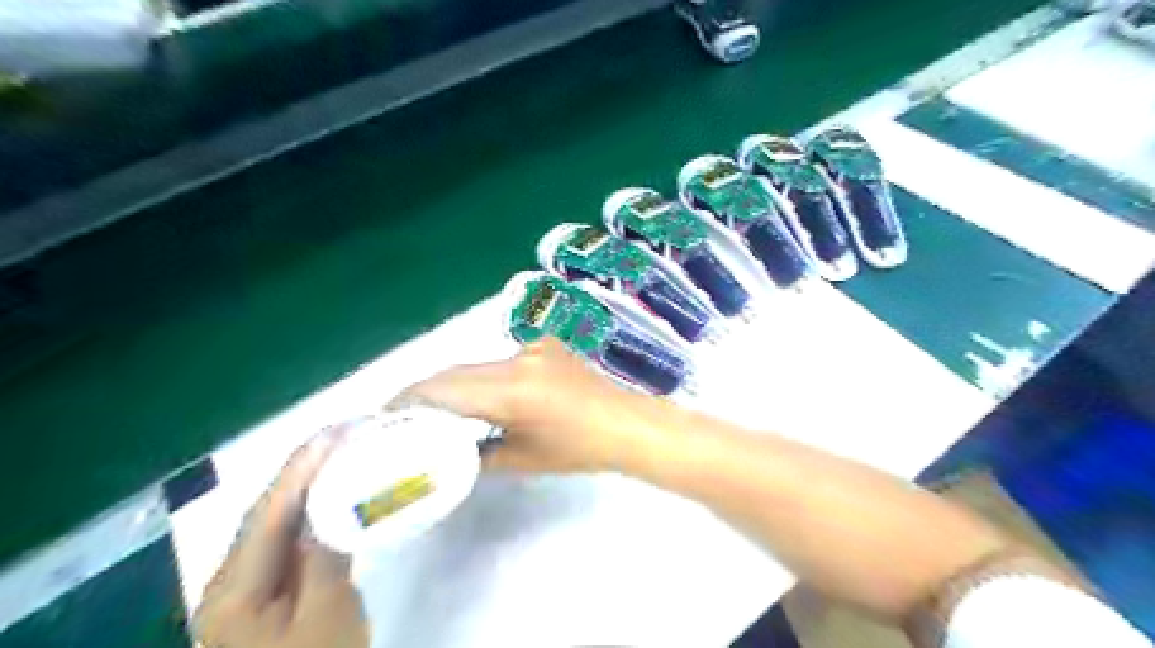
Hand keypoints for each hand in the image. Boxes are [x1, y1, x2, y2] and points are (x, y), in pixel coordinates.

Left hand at [190, 431, 366, 647]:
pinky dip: (313, 514)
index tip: (335, 431)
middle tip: (344, 434)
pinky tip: (335, 496)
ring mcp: (246, 587)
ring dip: (310, 487)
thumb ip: (326, 554)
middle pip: (267, 512)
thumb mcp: (328, 614)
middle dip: (304, 469)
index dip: (300, 468)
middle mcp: (228, 581)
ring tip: (343, 452)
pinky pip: (289, 541)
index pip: (268, 512)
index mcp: (232, 590)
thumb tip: (335, 502)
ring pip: (278, 524)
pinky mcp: (267, 591)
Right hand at [389, 337, 657, 473]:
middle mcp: (517, 358)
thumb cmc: (579, 450)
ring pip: (476, 365)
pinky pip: (500, 361)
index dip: (408, 399)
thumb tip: (445, 454)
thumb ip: (476, 454)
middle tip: (402, 416)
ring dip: (454, 385)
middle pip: (455, 372)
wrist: (627, 423)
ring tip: (436, 411)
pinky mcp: (543, 345)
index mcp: (511, 389)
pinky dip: (483, 379)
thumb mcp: (522, 460)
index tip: (384, 417)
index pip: (444, 388)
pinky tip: (482, 397)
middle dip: (425, 392)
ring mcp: (532, 347)